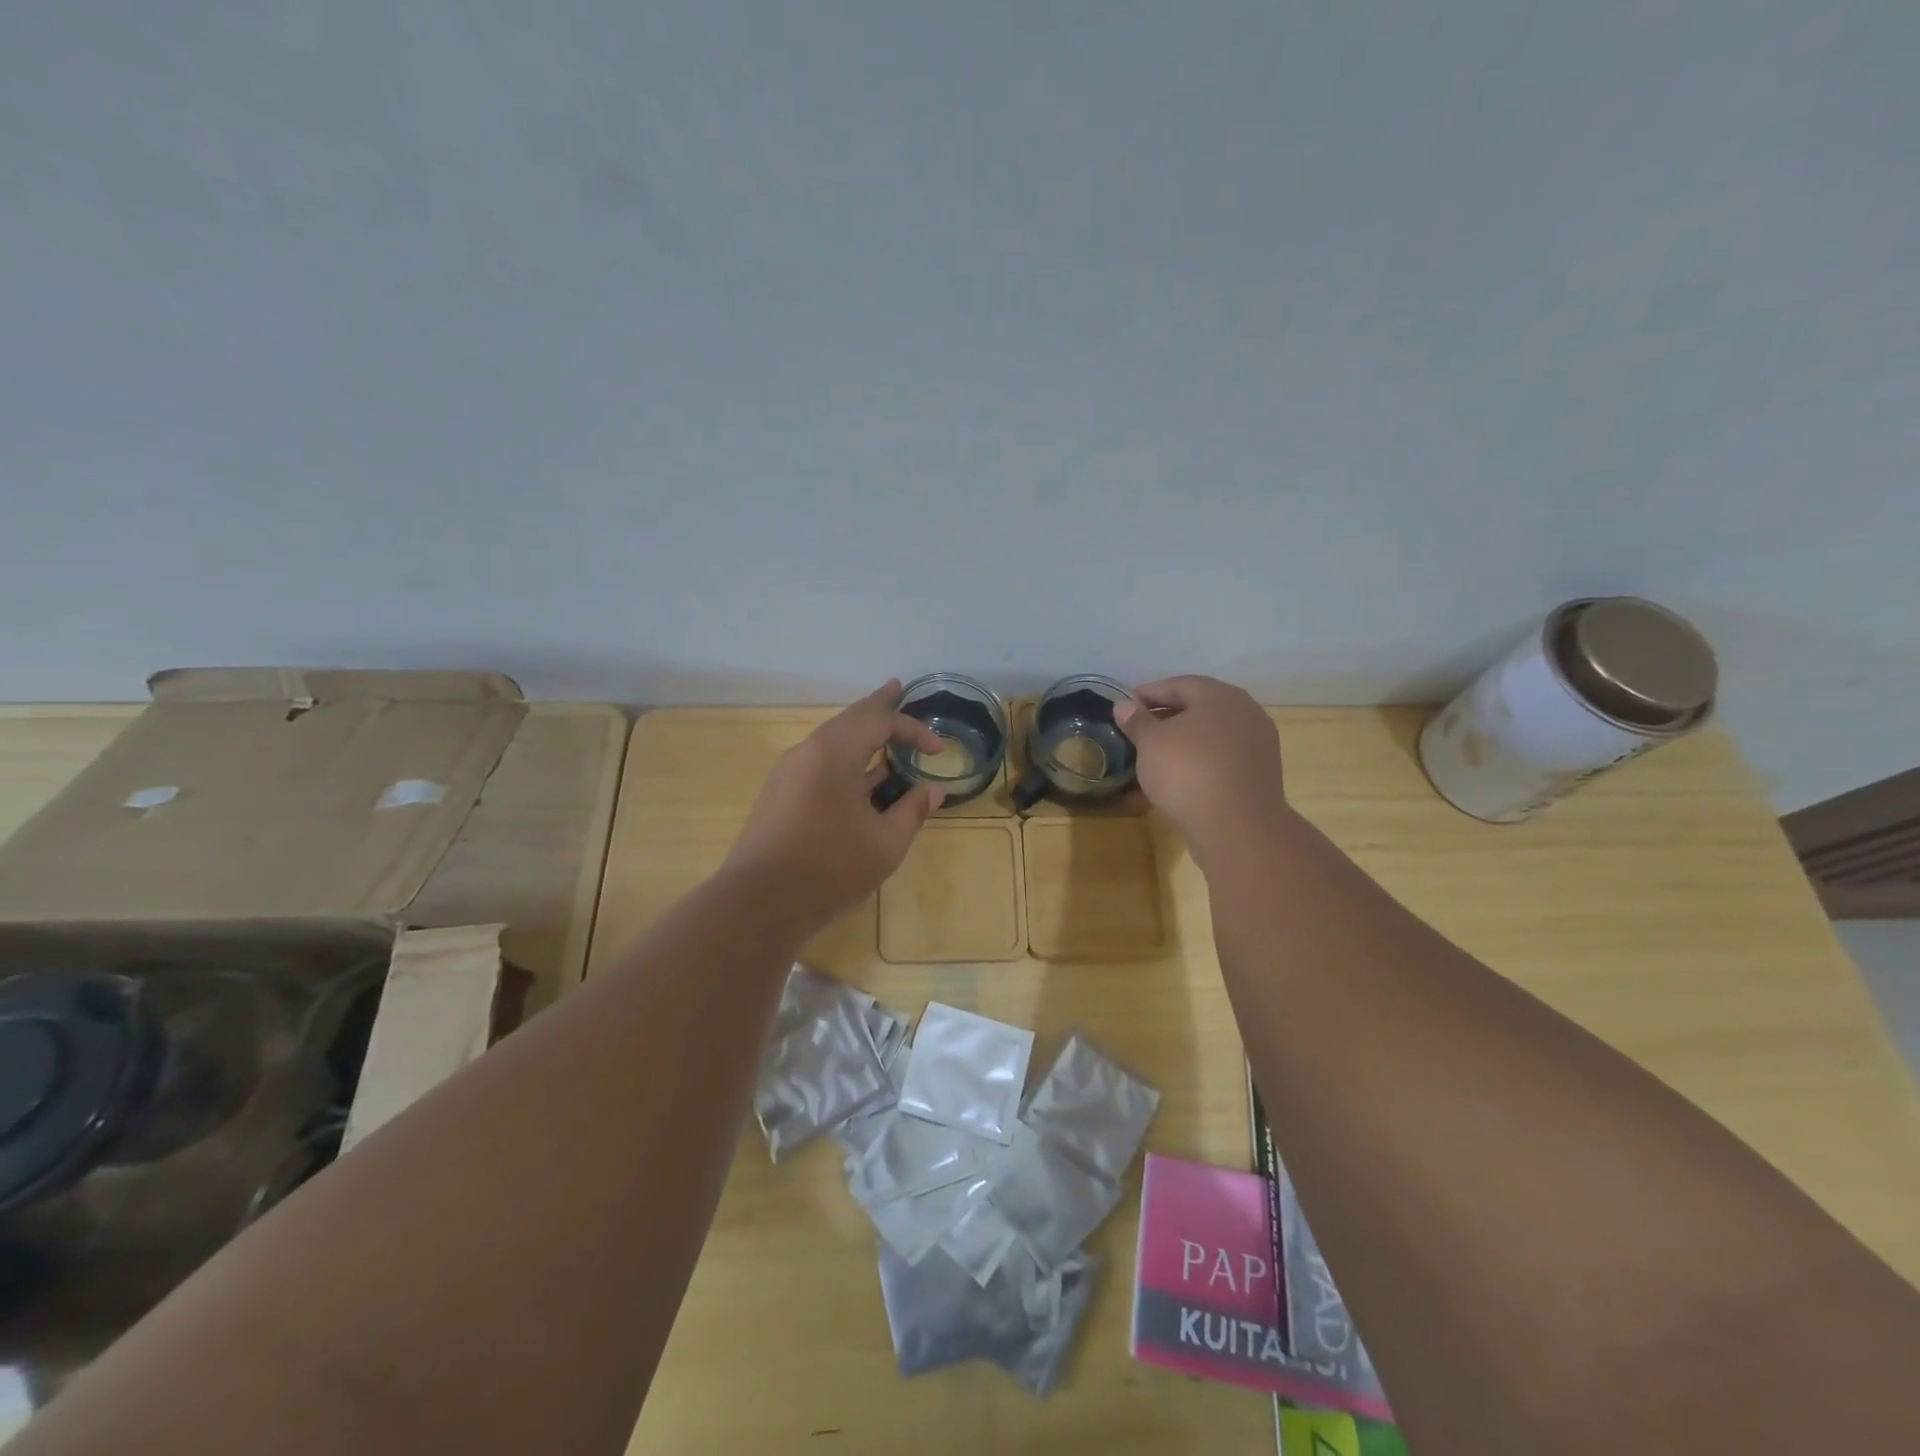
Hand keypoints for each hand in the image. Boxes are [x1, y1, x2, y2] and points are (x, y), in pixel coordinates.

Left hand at [725, 681, 946, 931]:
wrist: (759, 904)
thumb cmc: (830, 868)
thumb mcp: (885, 843)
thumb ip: (912, 811)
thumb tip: (932, 790)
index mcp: (833, 753)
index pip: (879, 722)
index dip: (913, 730)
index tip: (937, 750)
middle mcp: (806, 752)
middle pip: (848, 719)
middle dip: (877, 706)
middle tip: (896, 687)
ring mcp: (788, 774)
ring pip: (831, 741)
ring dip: (860, 734)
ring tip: (883, 729)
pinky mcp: (779, 795)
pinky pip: (819, 763)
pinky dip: (845, 759)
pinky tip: (859, 777)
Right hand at [1114, 675, 1290, 858]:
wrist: (1237, 828)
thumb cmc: (1188, 772)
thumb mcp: (1150, 743)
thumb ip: (1136, 721)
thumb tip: (1124, 705)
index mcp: (1220, 697)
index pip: (1180, 684)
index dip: (1149, 693)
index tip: (1126, 705)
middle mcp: (1245, 714)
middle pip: (1198, 710)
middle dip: (1165, 720)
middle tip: (1137, 731)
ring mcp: (1256, 747)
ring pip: (1209, 739)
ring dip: (1180, 746)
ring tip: (1151, 759)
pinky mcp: (1257, 777)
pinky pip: (1219, 763)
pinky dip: (1195, 766)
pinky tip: (1172, 783)